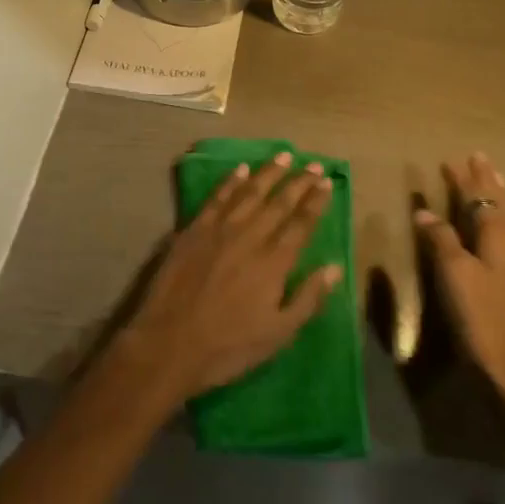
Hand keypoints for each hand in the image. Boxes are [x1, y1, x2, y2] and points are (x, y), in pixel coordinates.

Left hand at [119, 151, 342, 404]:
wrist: (169, 343)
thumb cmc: (228, 346)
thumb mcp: (278, 334)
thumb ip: (308, 298)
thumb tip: (335, 266)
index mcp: (274, 262)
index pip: (301, 224)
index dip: (316, 202)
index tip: (327, 182)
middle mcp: (250, 237)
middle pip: (279, 202)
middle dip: (299, 182)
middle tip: (314, 164)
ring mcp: (219, 230)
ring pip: (249, 192)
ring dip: (268, 172)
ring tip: (284, 156)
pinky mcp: (194, 230)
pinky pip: (216, 197)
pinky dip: (230, 181)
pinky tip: (240, 169)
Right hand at [415, 152, 504, 431]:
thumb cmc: (484, 320)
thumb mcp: (455, 276)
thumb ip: (441, 241)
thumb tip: (425, 213)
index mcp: (501, 239)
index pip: (480, 199)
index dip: (466, 180)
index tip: (455, 158)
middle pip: (501, 206)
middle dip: (488, 183)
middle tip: (481, 159)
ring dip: (498, 202)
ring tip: (494, 185)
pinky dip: (501, 226)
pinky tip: (500, 234)